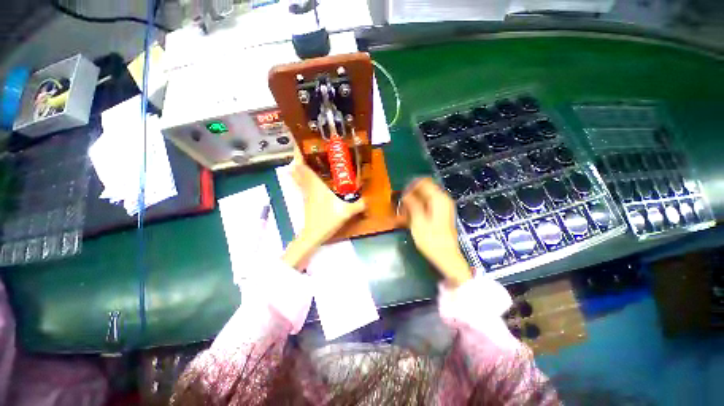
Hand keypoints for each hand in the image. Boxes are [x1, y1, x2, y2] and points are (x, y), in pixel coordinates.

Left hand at [282, 147, 365, 270]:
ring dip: (300, 167)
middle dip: (299, 157)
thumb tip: (369, 199)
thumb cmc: (327, 220)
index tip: (300, 141)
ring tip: (309, 158)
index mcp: (315, 185)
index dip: (298, 153)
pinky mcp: (307, 199)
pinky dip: (303, 177)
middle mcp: (308, 186)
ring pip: (298, 176)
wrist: (314, 235)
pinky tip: (312, 176)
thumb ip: (359, 205)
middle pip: (297, 168)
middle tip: (308, 147)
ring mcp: (305, 193)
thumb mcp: (346, 211)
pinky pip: (302, 184)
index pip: (301, 165)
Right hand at [399, 178, 470, 287]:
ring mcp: (443, 206)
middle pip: (424, 189)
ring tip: (404, 213)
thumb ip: (412, 204)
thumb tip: (405, 193)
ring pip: (424, 196)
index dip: (410, 186)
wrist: (446, 256)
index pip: (423, 182)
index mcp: (439, 199)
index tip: (401, 196)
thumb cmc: (431, 240)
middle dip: (411, 195)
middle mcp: (443, 199)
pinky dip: (418, 207)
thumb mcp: (418, 222)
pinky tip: (411, 217)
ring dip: (413, 202)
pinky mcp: (441, 212)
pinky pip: (427, 204)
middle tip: (401, 207)